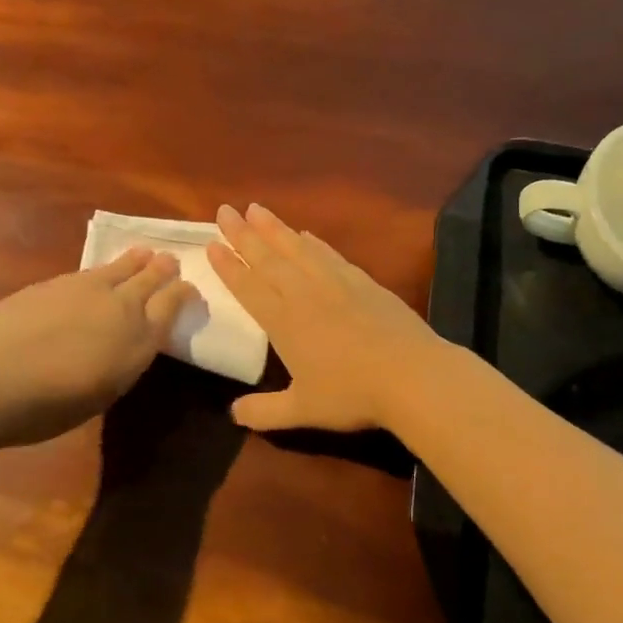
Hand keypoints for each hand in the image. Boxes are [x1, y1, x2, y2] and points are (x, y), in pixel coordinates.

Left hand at [0, 249, 196, 447]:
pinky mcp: (54, 282)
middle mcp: (121, 305)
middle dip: (163, 269)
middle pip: (150, 277)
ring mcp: (86, 288)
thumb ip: (121, 362)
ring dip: (135, 261)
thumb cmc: (48, 406)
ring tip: (143, 253)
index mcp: (139, 339)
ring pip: (120, 266)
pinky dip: (103, 269)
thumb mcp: (103, 393)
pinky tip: (98, 274)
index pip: (172, 304)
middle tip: (170, 261)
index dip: (184, 293)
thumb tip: (123, 345)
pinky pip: (90, 270)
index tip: (190, 290)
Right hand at [208, 203, 448, 432]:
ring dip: (274, 228)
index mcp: (283, 322)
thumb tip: (233, 414)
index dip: (228, 266)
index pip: (248, 287)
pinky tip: (305, 233)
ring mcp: (335, 282)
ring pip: (297, 248)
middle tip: (225, 210)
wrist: (410, 374)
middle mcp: (304, 294)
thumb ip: (264, 412)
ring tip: (257, 208)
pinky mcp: (363, 281)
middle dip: (243, 234)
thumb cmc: (352, 394)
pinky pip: (329, 253)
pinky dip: (313, 242)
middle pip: (268, 258)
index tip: (211, 243)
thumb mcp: (303, 410)